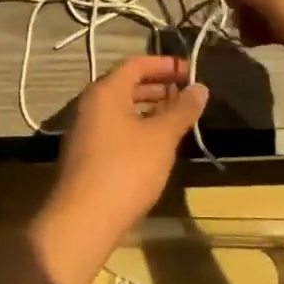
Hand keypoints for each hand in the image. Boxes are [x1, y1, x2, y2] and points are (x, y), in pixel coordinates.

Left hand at [30, 55, 207, 283]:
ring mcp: (85, 130)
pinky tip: (157, 144)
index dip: (165, 65)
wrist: (83, 220)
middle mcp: (90, 105)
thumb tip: (200, 88)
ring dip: (150, 108)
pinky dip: (138, 127)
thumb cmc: (126, 169)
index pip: (137, 64)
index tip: (192, 72)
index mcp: (105, 92)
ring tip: (178, 118)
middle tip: (188, 95)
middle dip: (159, 86)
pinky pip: (116, 128)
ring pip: (121, 108)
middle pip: (127, 84)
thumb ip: (182, 110)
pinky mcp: (86, 154)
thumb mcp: (161, 137)